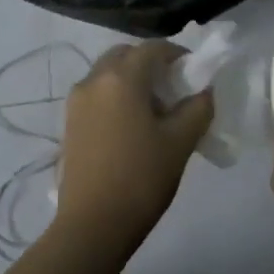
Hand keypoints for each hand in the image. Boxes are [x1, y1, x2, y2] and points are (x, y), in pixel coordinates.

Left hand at [58, 41, 212, 242]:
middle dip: (150, 63)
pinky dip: (115, 95)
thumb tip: (204, 91)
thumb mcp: (180, 141)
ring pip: (107, 73)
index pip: (153, 49)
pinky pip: (96, 93)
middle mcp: (94, 80)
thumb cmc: (141, 178)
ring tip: (153, 109)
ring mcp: (76, 101)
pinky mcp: (69, 122)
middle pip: (125, 55)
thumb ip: (198, 108)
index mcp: (121, 78)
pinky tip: (131, 125)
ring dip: (131, 79)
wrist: (93, 224)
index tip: (194, 72)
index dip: (177, 54)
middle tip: (173, 87)